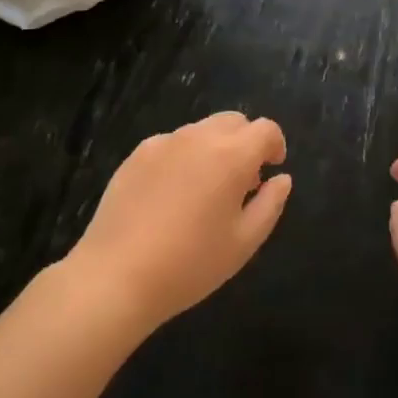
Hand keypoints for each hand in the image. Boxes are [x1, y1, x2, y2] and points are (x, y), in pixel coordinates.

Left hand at [69, 112, 291, 333]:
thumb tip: (282, 179)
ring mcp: (164, 142)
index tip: (272, 169)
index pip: (265, 129)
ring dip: (215, 148)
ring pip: (202, 130)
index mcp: (231, 155)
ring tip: (206, 190)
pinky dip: (184, 157)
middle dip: (246, 142)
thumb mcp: (244, 243)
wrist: (115, 276)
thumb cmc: (189, 264)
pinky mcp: (137, 154)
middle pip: (234, 121)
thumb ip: (270, 204)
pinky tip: (171, 196)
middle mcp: (199, 137)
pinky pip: (172, 143)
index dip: (275, 144)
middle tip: (243, 181)